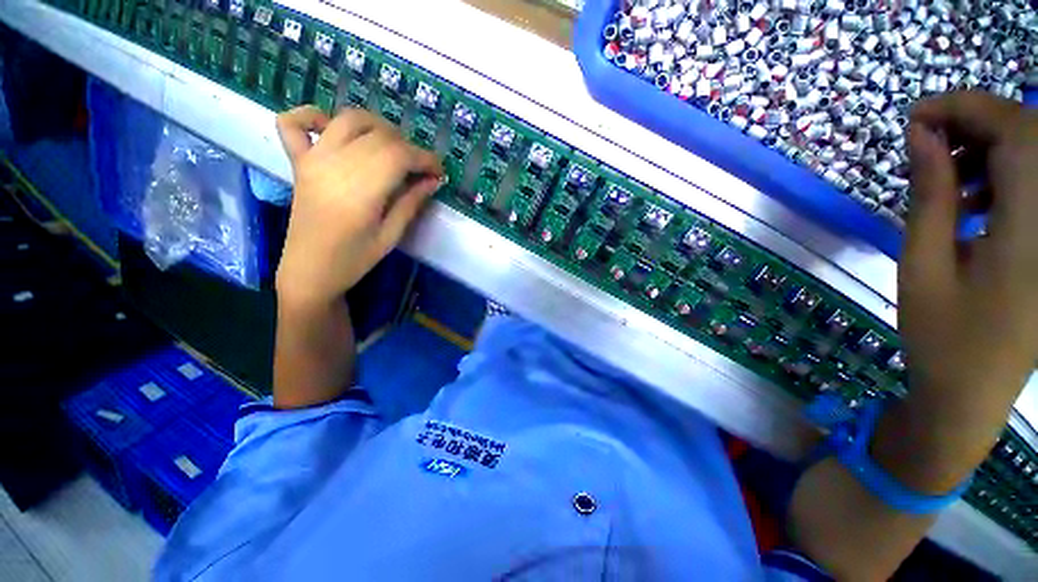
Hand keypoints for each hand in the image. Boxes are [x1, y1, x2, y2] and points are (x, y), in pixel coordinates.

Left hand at [274, 106, 442, 305]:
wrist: (309, 270)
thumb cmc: (354, 259)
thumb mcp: (391, 236)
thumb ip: (411, 203)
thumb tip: (434, 181)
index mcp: (361, 190)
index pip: (400, 155)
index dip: (425, 158)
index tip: (439, 172)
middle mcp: (336, 165)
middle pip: (380, 136)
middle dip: (408, 146)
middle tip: (419, 169)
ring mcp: (313, 159)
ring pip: (349, 120)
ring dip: (377, 126)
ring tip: (392, 147)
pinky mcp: (298, 162)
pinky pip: (294, 122)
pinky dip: (312, 114)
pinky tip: (331, 127)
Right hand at [902, 92, 1037, 416]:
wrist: (973, 394)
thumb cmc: (942, 337)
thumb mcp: (922, 265)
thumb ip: (929, 195)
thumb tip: (920, 136)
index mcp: (1030, 231)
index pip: (1017, 132)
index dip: (967, 107)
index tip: (917, 116)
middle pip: (1032, 136)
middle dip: (978, 122)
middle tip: (926, 140)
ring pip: (1037, 157)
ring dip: (990, 148)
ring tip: (947, 174)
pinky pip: (1036, 187)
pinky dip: (1004, 175)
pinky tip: (973, 199)